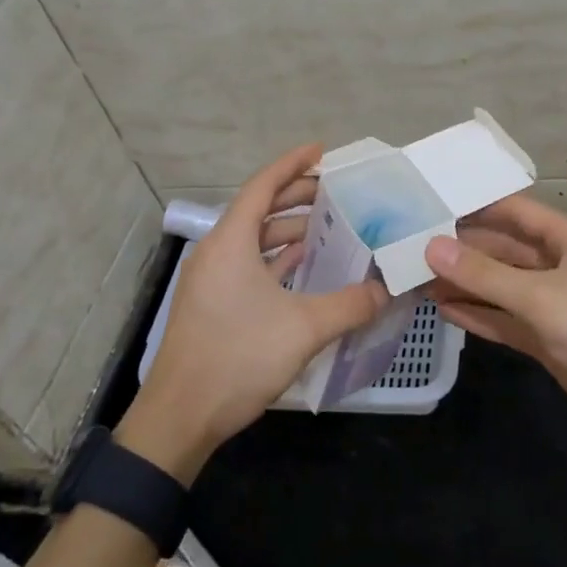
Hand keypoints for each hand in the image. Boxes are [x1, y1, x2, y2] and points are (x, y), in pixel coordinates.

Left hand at [118, 145, 386, 481]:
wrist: (180, 416)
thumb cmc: (238, 357)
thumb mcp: (303, 328)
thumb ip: (350, 305)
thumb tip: (386, 291)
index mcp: (230, 241)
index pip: (263, 185)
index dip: (292, 164)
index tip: (321, 151)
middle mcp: (217, 251)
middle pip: (258, 209)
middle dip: (296, 196)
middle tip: (335, 191)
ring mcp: (211, 278)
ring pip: (253, 239)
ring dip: (287, 229)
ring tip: (326, 225)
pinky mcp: (213, 303)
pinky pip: (248, 264)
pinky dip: (276, 258)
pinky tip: (303, 265)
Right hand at [425, 195, 566, 442]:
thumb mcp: (538, 297)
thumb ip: (482, 274)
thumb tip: (431, 247)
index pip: (514, 211)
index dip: (475, 207)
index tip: (433, 205)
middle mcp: (560, 264)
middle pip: (503, 249)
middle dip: (463, 251)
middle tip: (413, 248)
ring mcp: (554, 302)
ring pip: (501, 286)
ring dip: (466, 284)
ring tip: (419, 280)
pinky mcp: (549, 336)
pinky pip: (507, 318)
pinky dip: (480, 314)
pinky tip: (446, 310)